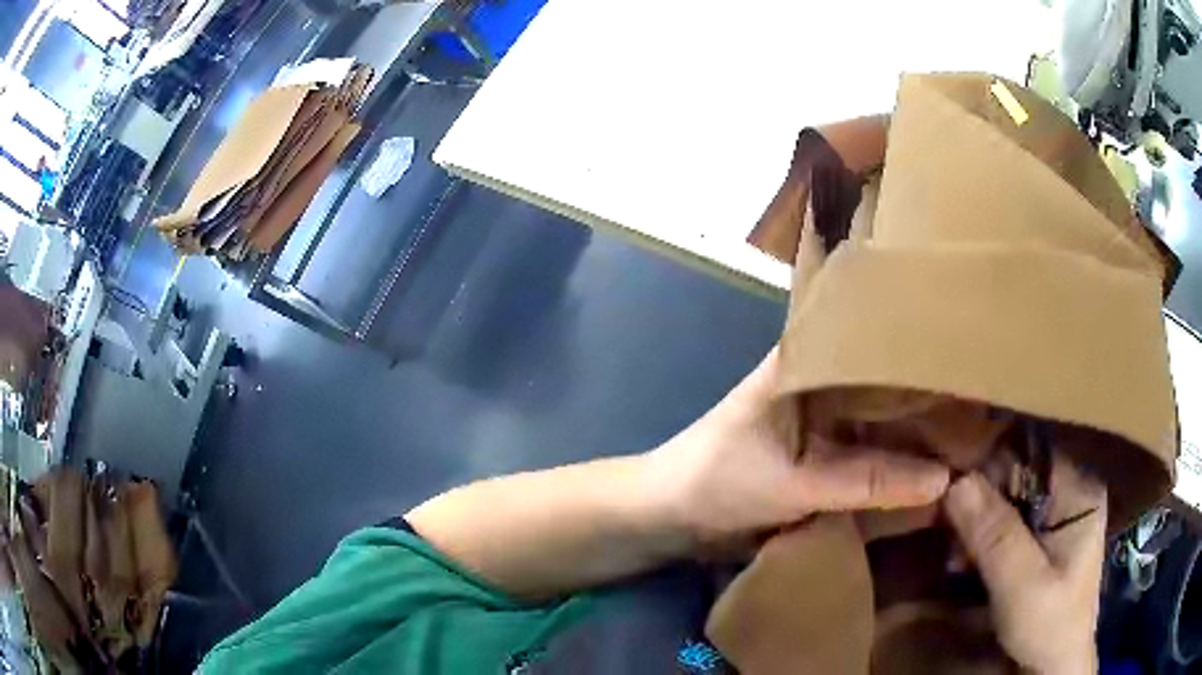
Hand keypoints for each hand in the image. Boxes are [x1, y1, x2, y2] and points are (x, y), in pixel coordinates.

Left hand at [648, 349, 949, 542]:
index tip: (971, 354)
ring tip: (977, 428)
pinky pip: (870, 444)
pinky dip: (896, 454)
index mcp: (807, 358)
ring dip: (917, 426)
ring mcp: (824, 412)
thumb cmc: (718, 482)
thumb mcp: (794, 483)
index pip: (876, 336)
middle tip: (987, 399)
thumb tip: (944, 480)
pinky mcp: (823, 445)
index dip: (922, 345)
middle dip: (930, 390)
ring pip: (882, 412)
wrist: (670, 514)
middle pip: (887, 376)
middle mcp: (822, 375)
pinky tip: (936, 460)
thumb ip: (867, 483)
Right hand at [945, 459, 1105, 673]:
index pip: (1031, 451)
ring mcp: (1060, 512)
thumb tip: (956, 482)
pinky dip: (985, 537)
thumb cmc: (1049, 626)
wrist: (1054, 664)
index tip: (951, 491)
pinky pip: (1010, 519)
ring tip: (957, 557)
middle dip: (980, 502)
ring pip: (1010, 496)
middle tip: (951, 537)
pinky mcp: (1046, 534)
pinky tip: (968, 561)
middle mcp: (1073, 489)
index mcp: (1080, 490)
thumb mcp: (1022, 586)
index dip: (990, 464)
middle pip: (1019, 472)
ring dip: (979, 523)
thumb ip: (995, 535)